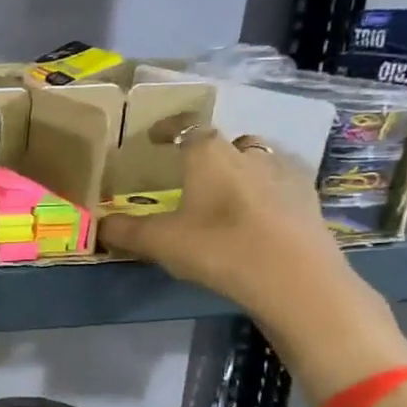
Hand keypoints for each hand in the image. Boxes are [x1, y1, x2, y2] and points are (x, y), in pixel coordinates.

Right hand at [98, 125, 361, 328]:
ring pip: (259, 160)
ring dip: (242, 170)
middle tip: (194, 173)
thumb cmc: (219, 248)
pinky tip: (260, 215)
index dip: (169, 129)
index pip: (187, 128)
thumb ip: (125, 232)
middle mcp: (248, 155)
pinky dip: (268, 192)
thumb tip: (97, 226)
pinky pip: (282, 184)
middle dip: (210, 152)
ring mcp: (284, 175)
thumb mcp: (160, 243)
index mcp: (209, 156)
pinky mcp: (309, 200)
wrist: (295, 279)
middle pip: (227, 141)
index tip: (155, 136)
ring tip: (228, 194)